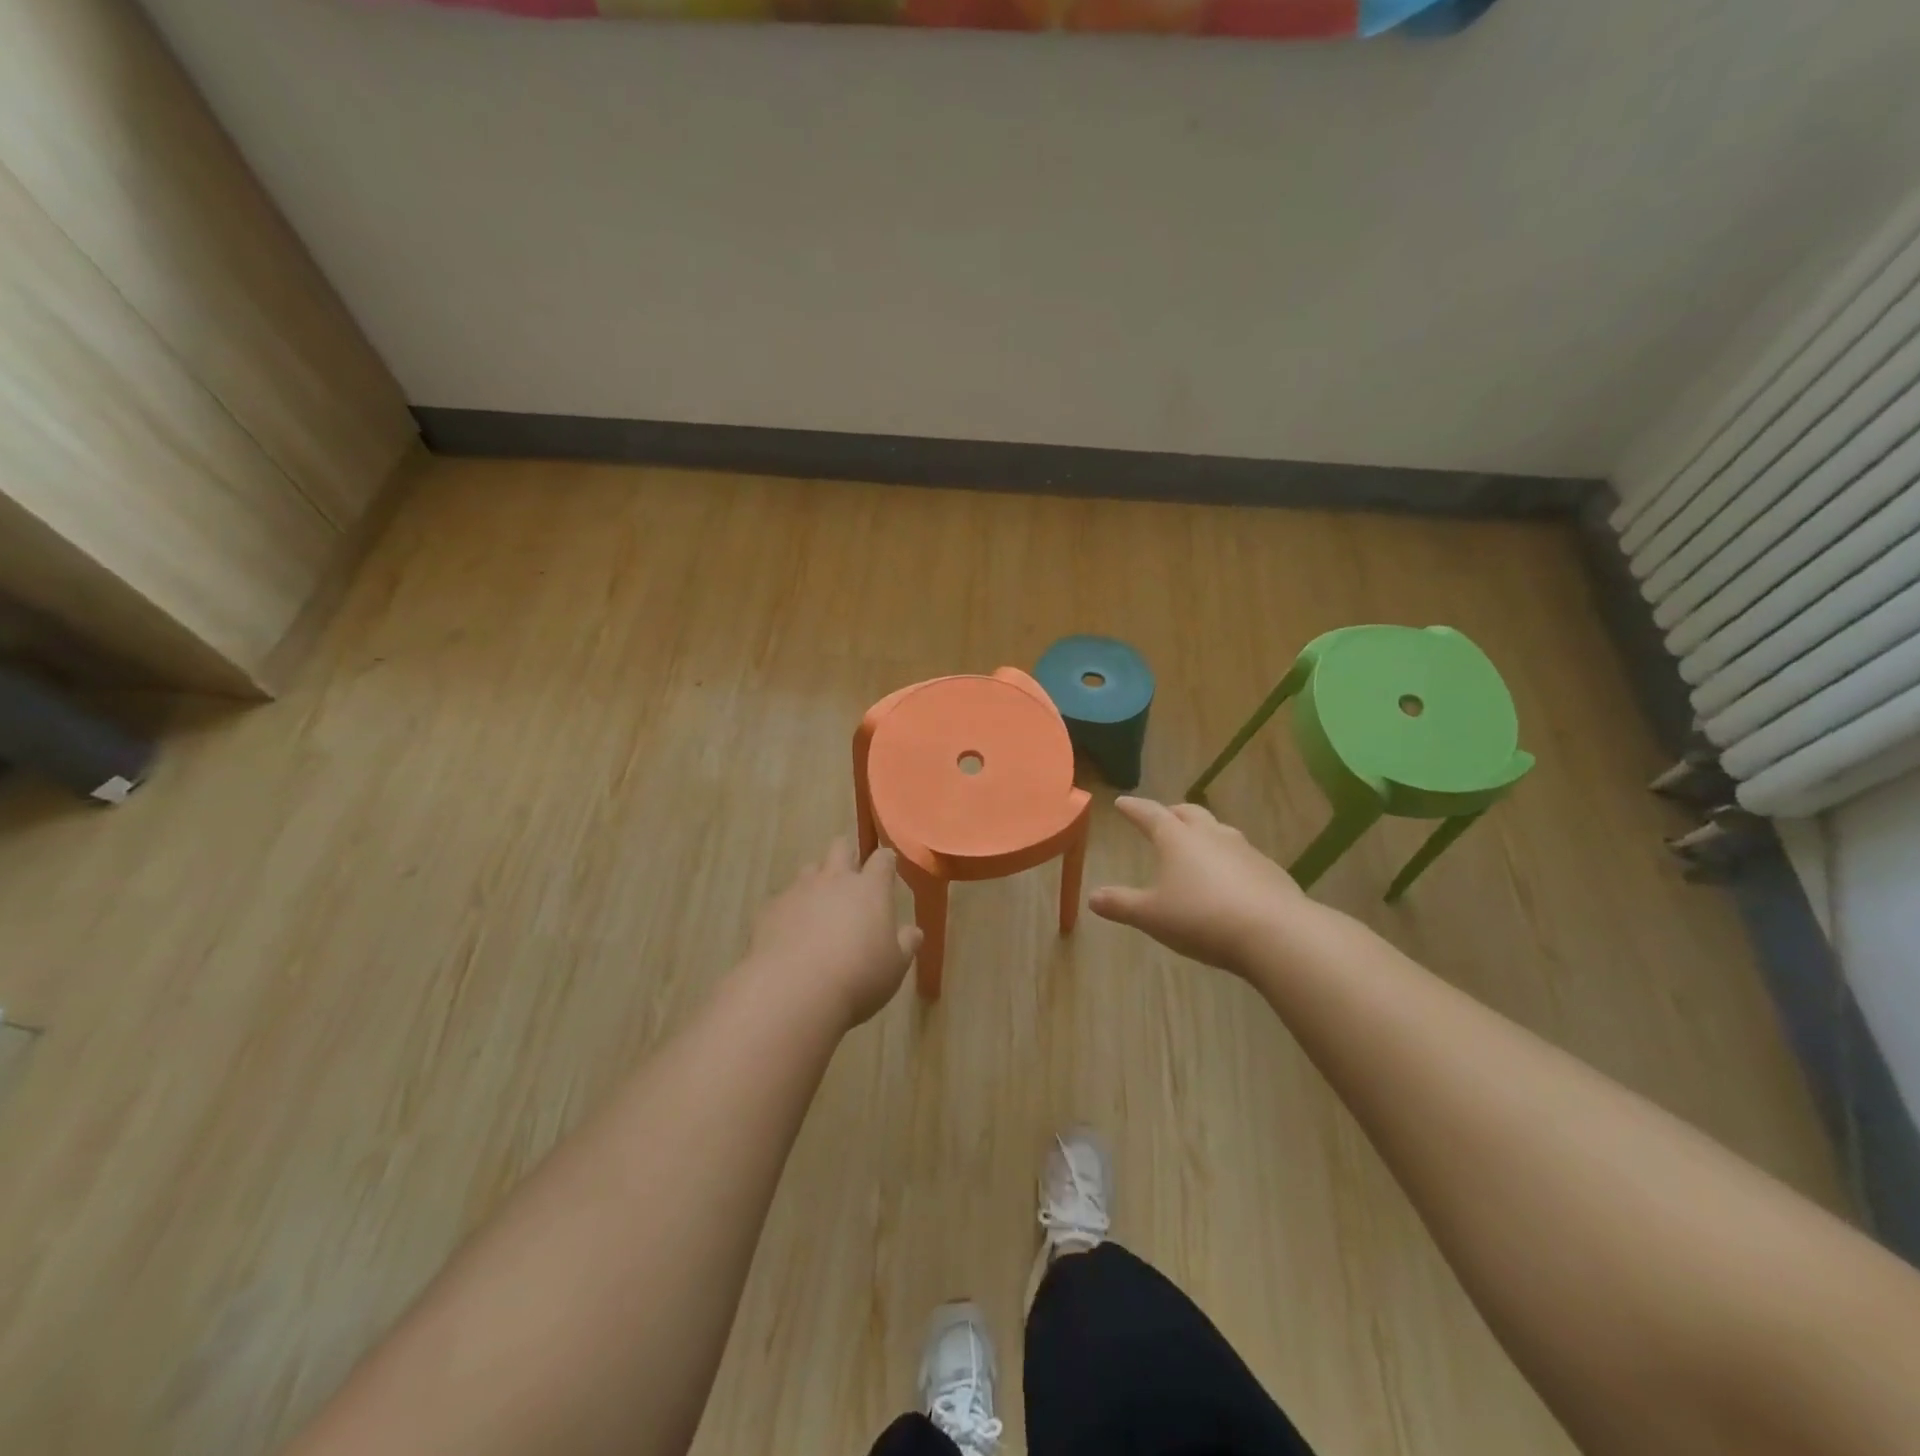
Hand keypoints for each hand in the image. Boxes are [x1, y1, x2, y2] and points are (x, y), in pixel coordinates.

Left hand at [746, 839, 921, 1028]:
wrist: (793, 991)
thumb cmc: (858, 977)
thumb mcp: (895, 967)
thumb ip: (905, 944)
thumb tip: (913, 931)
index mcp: (870, 889)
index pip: (882, 859)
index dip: (885, 861)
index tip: (887, 870)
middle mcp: (834, 879)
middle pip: (840, 847)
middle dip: (847, 856)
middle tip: (851, 879)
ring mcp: (799, 891)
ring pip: (810, 869)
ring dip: (817, 881)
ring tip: (820, 907)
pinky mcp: (770, 909)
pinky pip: (783, 899)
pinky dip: (791, 909)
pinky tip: (791, 934)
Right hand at [1090, 797, 1322, 975]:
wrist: (1275, 933)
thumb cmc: (1202, 918)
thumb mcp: (1152, 916)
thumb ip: (1121, 905)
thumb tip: (1092, 898)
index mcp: (1177, 839)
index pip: (1150, 814)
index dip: (1134, 808)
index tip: (1121, 802)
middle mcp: (1210, 835)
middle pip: (1188, 814)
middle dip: (1172, 813)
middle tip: (1162, 817)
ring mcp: (1244, 849)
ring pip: (1218, 830)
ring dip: (1203, 831)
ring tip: (1196, 842)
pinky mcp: (1268, 870)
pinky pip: (1241, 854)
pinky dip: (1227, 857)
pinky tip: (1228, 876)